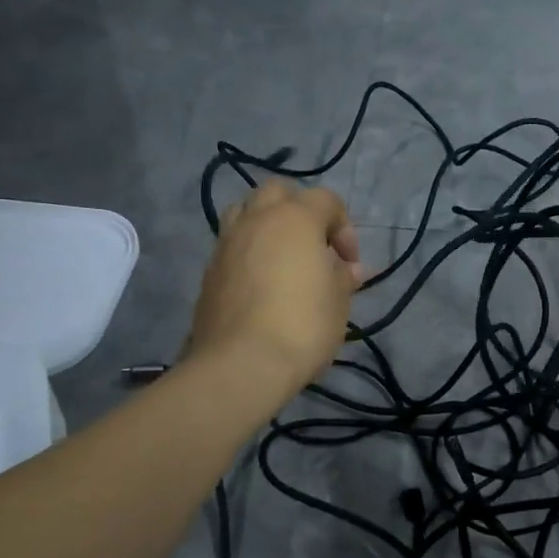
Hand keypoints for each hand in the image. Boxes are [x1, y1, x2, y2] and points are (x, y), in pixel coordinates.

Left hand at [188, 181, 362, 397]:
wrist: (241, 364)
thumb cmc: (302, 326)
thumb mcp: (338, 302)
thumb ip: (343, 278)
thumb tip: (349, 269)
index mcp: (295, 218)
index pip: (326, 200)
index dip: (344, 228)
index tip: (349, 264)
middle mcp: (257, 219)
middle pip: (279, 193)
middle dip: (300, 211)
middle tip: (313, 247)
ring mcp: (227, 242)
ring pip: (246, 211)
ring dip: (267, 224)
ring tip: (282, 258)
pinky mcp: (209, 270)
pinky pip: (232, 244)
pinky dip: (249, 251)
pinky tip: (261, 283)